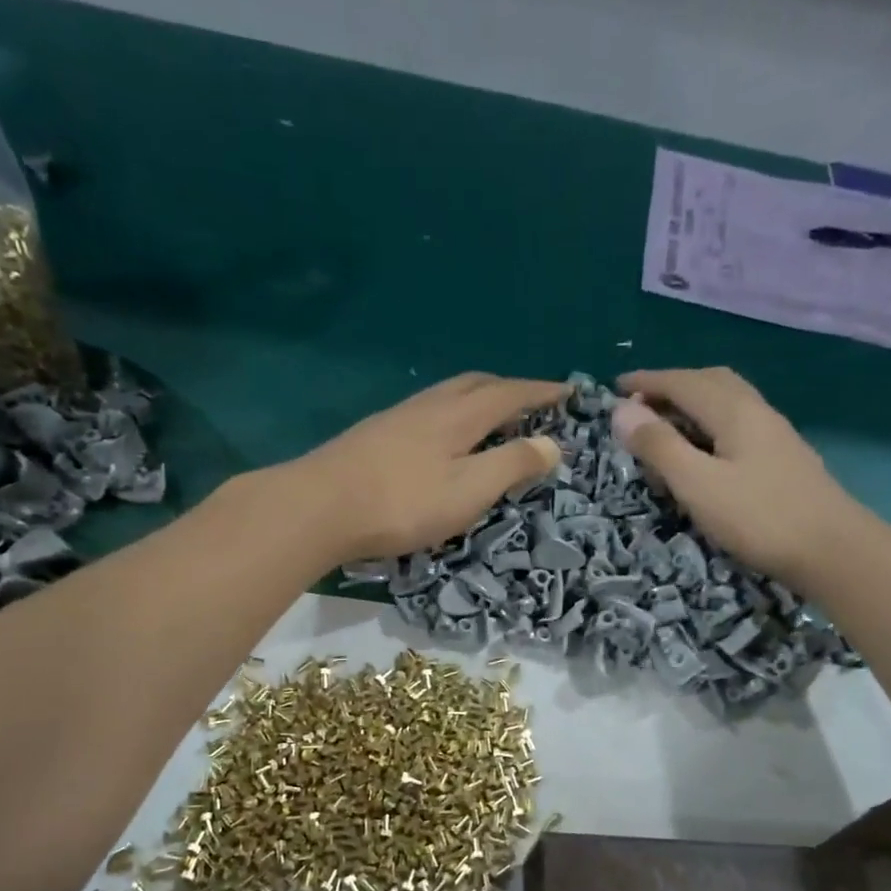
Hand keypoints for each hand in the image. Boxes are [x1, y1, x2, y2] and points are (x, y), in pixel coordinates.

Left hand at [295, 373, 565, 562]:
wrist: (319, 507)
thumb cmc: (402, 503)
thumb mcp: (468, 490)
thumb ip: (511, 465)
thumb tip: (552, 443)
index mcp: (457, 415)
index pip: (510, 394)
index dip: (542, 393)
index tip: (571, 392)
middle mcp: (428, 405)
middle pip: (476, 383)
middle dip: (510, 389)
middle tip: (533, 404)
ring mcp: (397, 418)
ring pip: (447, 395)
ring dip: (477, 400)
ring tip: (492, 420)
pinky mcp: (374, 435)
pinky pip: (426, 412)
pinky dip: (451, 416)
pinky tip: (443, 440)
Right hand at [612, 367, 852, 581]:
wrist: (832, 550)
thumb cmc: (759, 517)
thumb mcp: (698, 484)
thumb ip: (659, 447)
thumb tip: (621, 411)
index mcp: (734, 411)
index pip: (683, 382)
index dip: (647, 382)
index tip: (615, 387)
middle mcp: (757, 412)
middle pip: (711, 382)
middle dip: (672, 385)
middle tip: (640, 404)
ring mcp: (775, 435)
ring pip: (728, 401)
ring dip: (693, 403)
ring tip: (667, 425)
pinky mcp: (783, 459)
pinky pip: (738, 424)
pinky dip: (710, 424)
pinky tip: (706, 450)